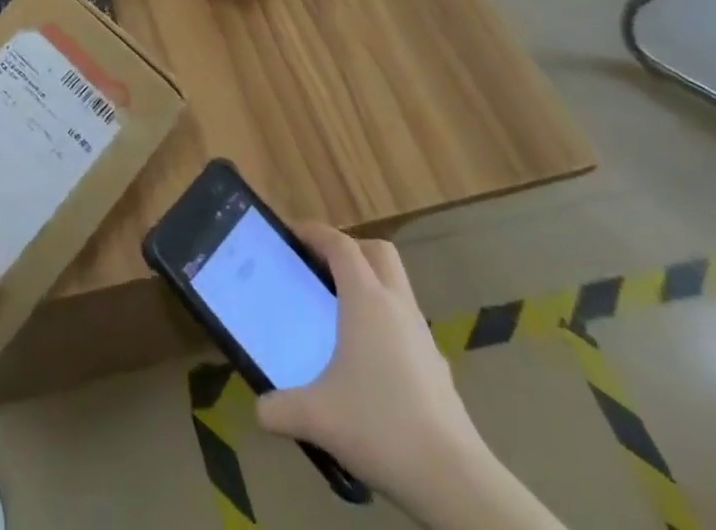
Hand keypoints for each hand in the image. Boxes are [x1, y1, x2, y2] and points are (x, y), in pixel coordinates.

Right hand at [256, 229, 483, 509]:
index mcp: (366, 300)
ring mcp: (423, 336)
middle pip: (377, 252)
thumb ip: (281, 409)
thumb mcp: (318, 418)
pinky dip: (386, 326)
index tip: (291, 235)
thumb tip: (260, 409)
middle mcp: (397, 306)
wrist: (455, 482)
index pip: (340, 245)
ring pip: (396, 288)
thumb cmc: (381, 427)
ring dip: (370, 287)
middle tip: (321, 267)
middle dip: (349, 249)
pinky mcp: (438, 367)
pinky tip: (370, 363)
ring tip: (341, 315)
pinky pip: (407, 326)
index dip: (314, 233)